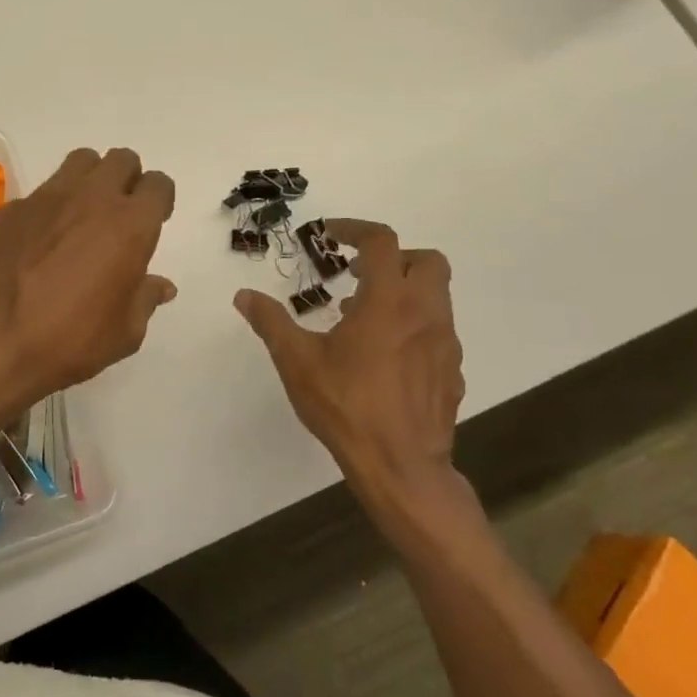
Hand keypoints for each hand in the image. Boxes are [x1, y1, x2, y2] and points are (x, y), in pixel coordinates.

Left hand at [0, 147, 176, 408]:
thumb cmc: (72, 340)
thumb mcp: (126, 331)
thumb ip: (145, 297)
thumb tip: (161, 285)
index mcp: (130, 225)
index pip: (158, 184)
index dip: (159, 200)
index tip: (152, 221)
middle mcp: (92, 198)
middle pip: (121, 160)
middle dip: (127, 180)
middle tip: (119, 213)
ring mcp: (48, 197)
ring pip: (80, 161)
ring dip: (90, 179)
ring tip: (82, 214)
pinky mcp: (14, 207)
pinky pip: (42, 191)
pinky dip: (50, 206)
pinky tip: (40, 239)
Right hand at [234, 220, 465, 522]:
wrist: (401, 467)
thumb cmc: (346, 405)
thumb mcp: (297, 361)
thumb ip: (271, 322)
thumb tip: (244, 295)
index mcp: (388, 301)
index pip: (382, 242)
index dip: (355, 229)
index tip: (330, 234)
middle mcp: (425, 313)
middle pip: (428, 261)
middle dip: (395, 257)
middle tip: (358, 274)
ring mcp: (445, 343)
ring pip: (437, 296)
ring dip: (404, 292)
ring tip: (363, 317)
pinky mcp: (453, 372)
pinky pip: (438, 331)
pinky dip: (414, 325)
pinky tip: (384, 355)